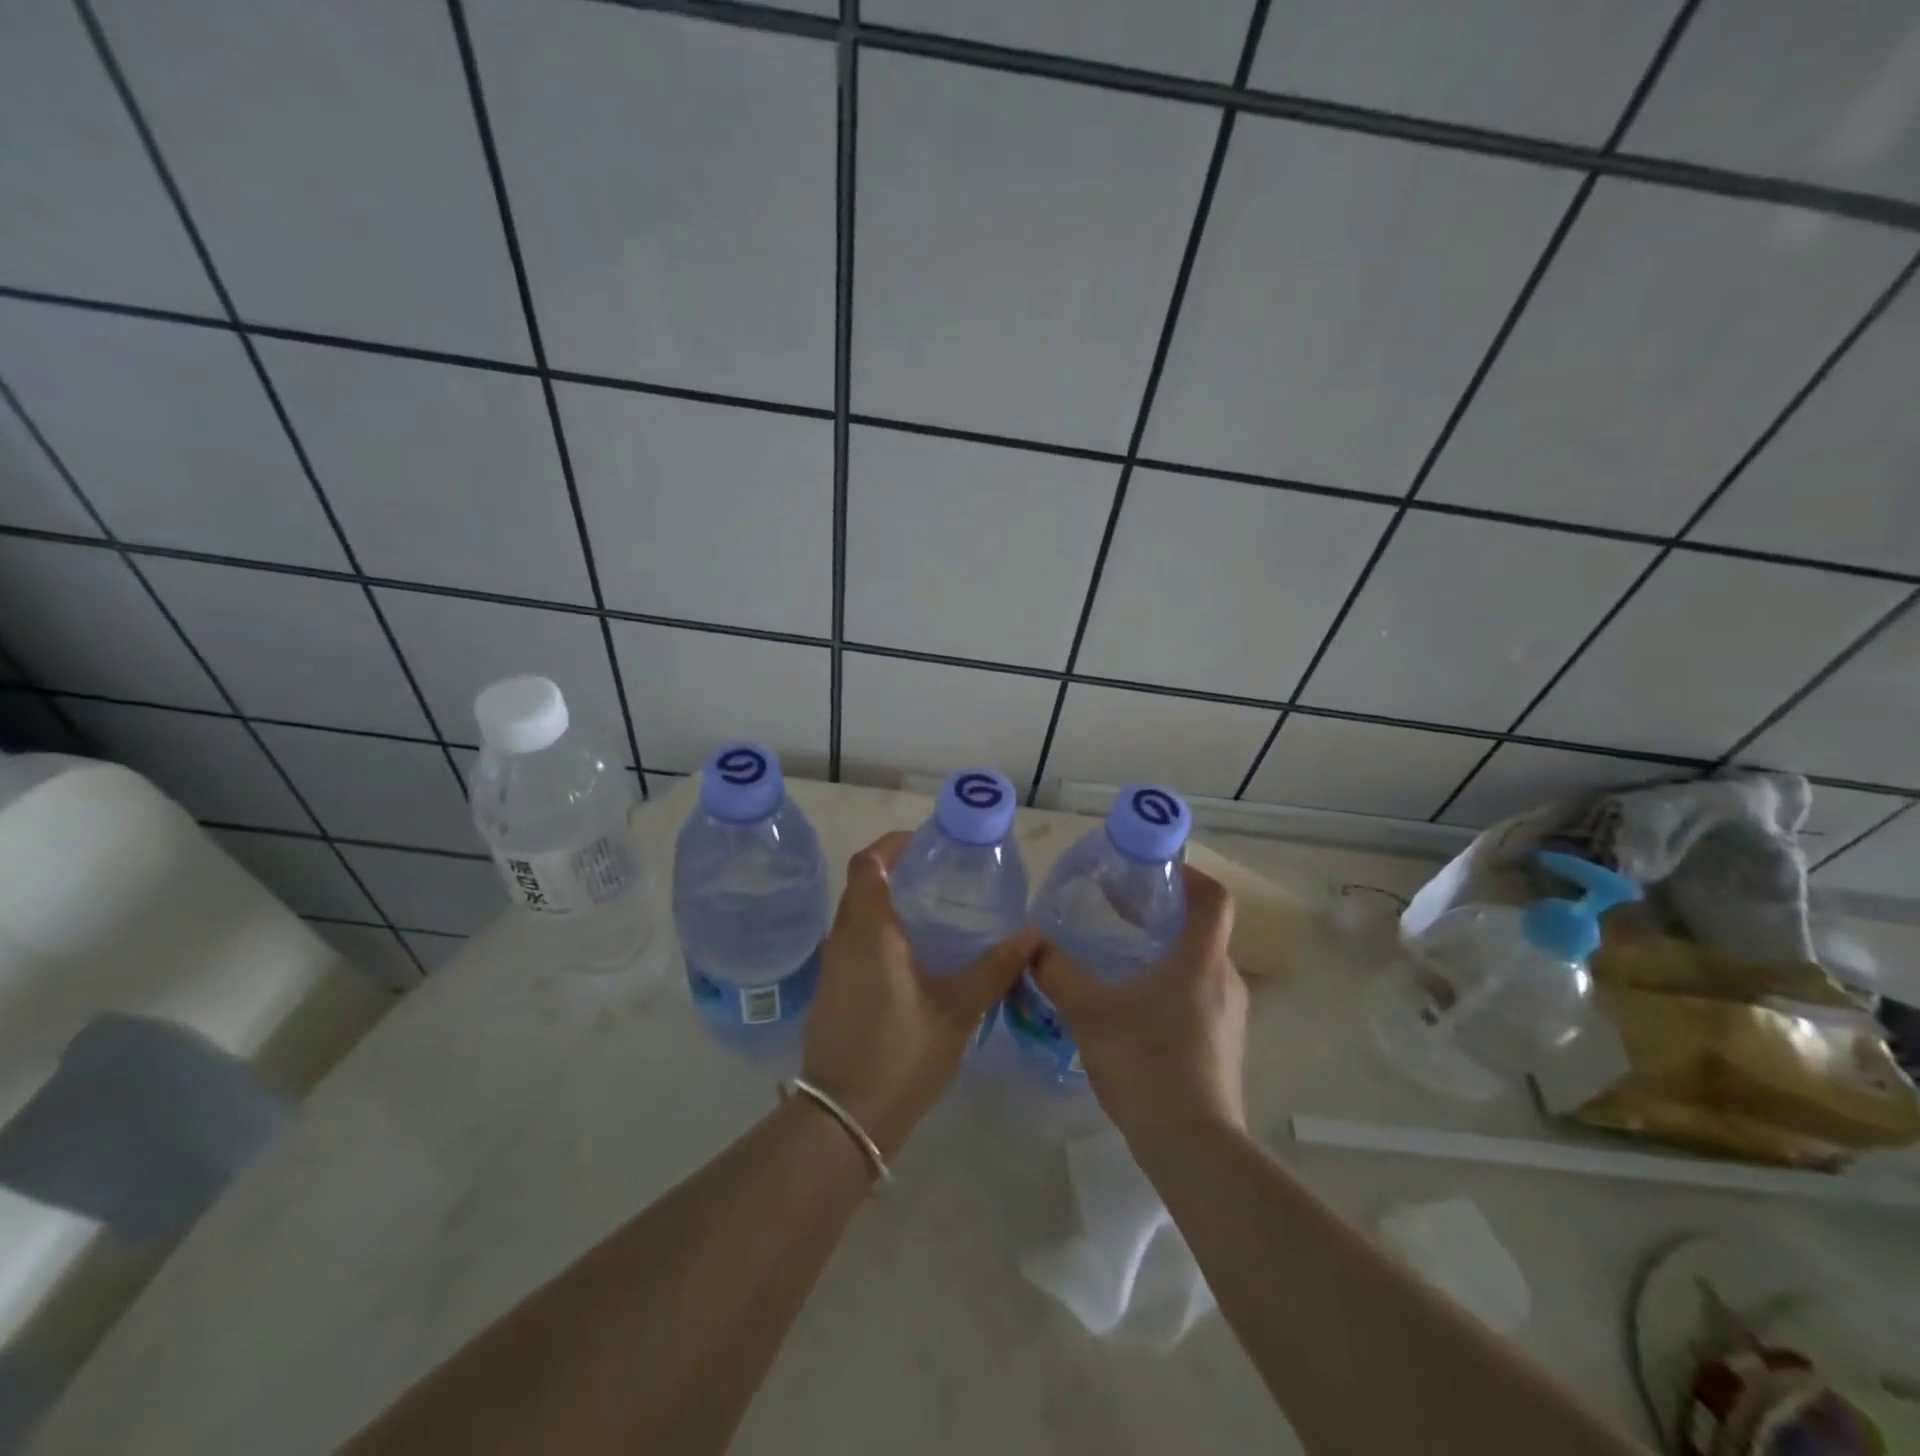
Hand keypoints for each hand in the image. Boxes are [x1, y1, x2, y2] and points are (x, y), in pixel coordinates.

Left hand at [802, 831, 1038, 1159]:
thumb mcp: (958, 1010)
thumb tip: (1033, 935)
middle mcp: (842, 938)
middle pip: (861, 885)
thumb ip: (995, 968)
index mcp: (868, 929)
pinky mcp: (831, 992)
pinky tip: (913, 957)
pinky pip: (852, 943)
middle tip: (940, 876)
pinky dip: (878, 933)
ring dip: (886, 904)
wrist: (843, 1119)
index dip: (892, 845)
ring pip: (855, 916)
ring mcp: (831, 967)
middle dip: (895, 872)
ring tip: (933, 912)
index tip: (927, 843)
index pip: (867, 863)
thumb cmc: (901, 1053)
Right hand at [1030, 865, 1246, 1139]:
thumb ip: (1058, 973)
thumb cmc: (1145, 1064)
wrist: (1192, 1148)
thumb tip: (1033, 945)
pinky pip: (1200, 997)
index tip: (1153, 873)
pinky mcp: (1224, 1045)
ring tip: (1120, 958)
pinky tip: (1134, 1008)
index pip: (1215, 897)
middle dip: (1164, 914)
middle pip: (1203, 929)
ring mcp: (1230, 1017)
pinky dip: (1172, 986)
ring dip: (1166, 952)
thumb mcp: (1089, 1013)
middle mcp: (1225, 980)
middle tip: (1120, 913)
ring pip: (1200, 965)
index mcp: (1201, 960)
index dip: (1189, 875)